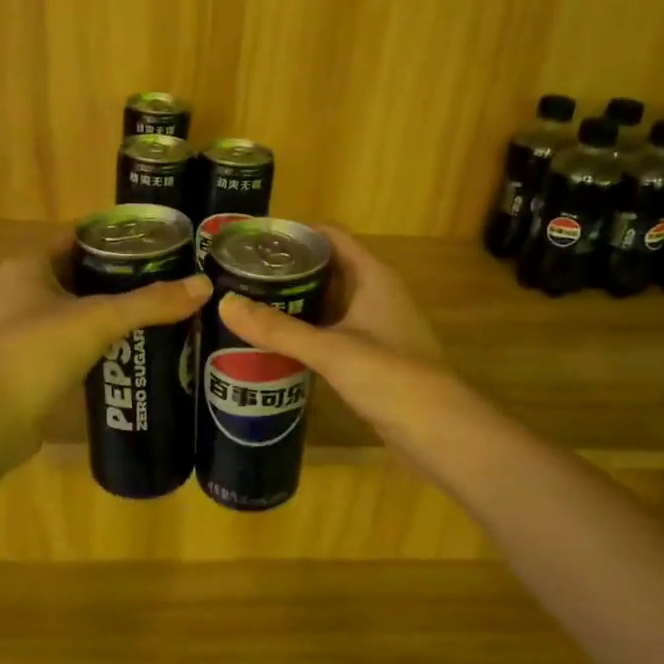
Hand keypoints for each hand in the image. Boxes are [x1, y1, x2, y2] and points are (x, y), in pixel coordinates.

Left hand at [0, 240, 210, 448]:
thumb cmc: (38, 352)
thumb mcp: (99, 319)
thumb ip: (150, 303)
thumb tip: (204, 285)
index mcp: (31, 266)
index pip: (81, 239)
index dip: (119, 240)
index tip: (161, 246)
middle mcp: (24, 291)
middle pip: (83, 275)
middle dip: (123, 279)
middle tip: (169, 282)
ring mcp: (26, 329)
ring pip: (80, 311)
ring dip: (113, 313)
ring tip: (160, 314)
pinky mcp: (35, 363)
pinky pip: (76, 342)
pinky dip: (101, 343)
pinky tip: (134, 349)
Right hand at [216, 226, 451, 442]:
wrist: (438, 430)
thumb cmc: (390, 376)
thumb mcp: (330, 350)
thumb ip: (277, 329)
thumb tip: (225, 304)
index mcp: (372, 276)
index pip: (330, 236)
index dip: (293, 233)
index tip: (252, 240)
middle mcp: (374, 293)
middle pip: (325, 267)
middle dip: (286, 269)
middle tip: (238, 275)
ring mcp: (373, 325)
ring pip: (326, 301)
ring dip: (293, 301)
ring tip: (247, 303)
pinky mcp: (369, 354)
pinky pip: (330, 330)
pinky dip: (304, 329)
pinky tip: (273, 341)